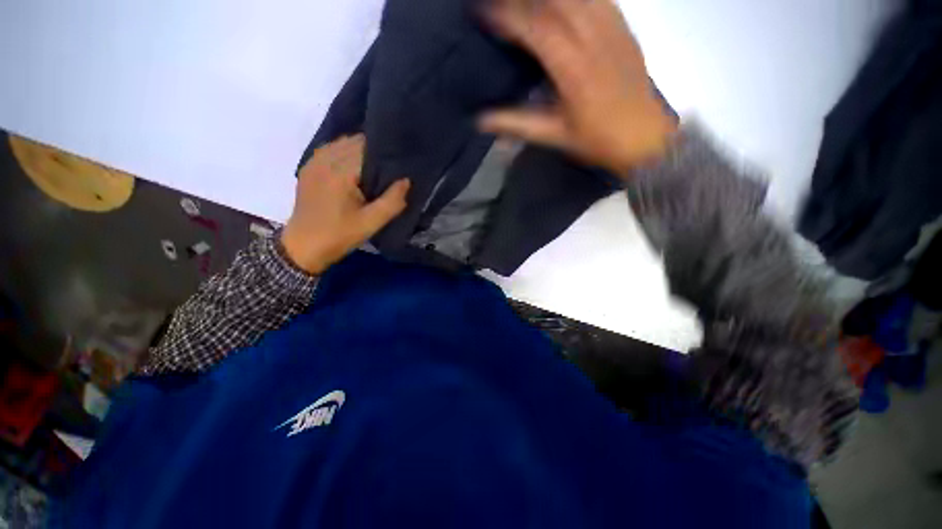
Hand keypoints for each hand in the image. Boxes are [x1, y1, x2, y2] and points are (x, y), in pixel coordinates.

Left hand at [281, 134, 409, 273]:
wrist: (303, 247)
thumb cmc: (339, 235)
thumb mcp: (371, 223)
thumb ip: (392, 201)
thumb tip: (406, 180)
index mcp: (340, 172)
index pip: (366, 147)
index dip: (384, 152)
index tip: (398, 162)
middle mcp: (325, 160)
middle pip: (353, 141)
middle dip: (373, 149)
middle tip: (389, 165)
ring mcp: (313, 163)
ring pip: (341, 143)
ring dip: (358, 150)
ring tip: (374, 166)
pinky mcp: (308, 168)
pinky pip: (329, 150)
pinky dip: (344, 153)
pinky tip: (353, 167)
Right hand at [479, 0, 676, 175]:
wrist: (644, 137)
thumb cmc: (597, 140)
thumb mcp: (554, 136)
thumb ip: (517, 124)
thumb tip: (481, 121)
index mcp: (574, 69)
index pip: (536, 28)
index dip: (508, 17)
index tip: (485, 12)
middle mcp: (594, 39)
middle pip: (556, 1)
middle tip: (503, 2)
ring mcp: (613, 29)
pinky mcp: (625, 29)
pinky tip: (565, 1)